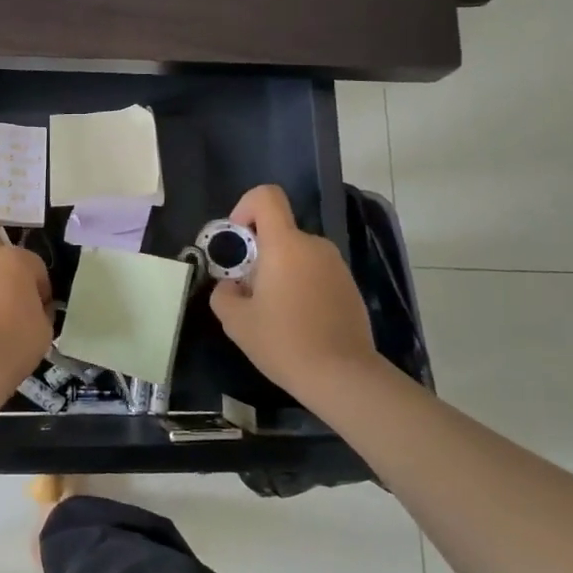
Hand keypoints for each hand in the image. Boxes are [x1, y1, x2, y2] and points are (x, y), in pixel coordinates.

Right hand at [210, 185, 379, 401]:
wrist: (342, 376)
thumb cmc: (283, 341)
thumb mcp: (235, 321)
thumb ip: (223, 293)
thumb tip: (231, 286)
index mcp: (285, 244)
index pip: (266, 197)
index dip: (245, 207)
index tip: (238, 241)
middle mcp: (314, 246)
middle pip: (279, 232)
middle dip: (258, 255)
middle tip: (249, 293)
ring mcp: (336, 266)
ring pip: (296, 255)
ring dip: (280, 272)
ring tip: (273, 312)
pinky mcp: (349, 286)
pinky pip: (315, 273)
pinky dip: (301, 286)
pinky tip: (298, 322)